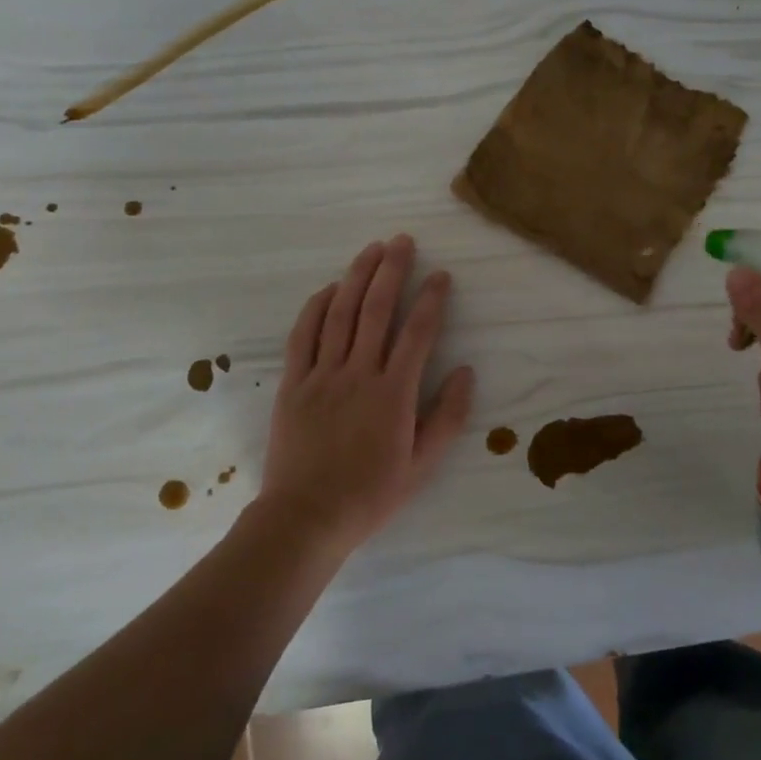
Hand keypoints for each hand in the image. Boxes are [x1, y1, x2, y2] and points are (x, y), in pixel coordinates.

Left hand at [257, 235, 475, 553]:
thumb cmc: (370, 494)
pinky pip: (303, 335)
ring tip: (372, 249)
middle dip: (392, 270)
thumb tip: (467, 371)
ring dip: (357, 276)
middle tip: (403, 241)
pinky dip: (316, 307)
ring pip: (341, 313)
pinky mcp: (294, 383)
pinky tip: (329, 288)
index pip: (418, 332)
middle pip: (377, 309)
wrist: (305, 518)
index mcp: (394, 393)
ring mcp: (322, 375)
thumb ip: (448, 417)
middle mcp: (359, 373)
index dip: (432, 299)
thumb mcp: (422, 465)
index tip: (441, 275)